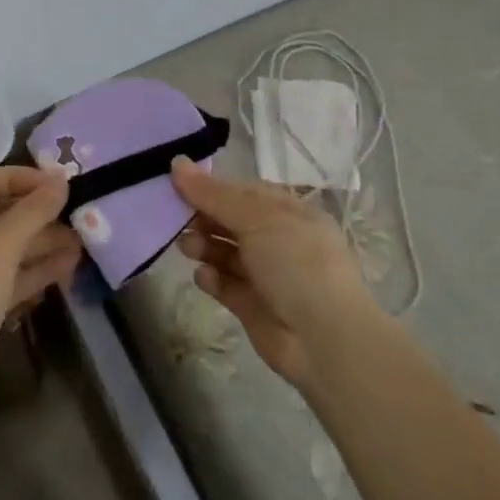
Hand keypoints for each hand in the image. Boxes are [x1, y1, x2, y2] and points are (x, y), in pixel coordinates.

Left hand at [0, 167, 81, 430]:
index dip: (24, 178)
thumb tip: (61, 180)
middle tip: (80, 214)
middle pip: (1, 213)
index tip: (61, 185)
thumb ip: (32, 211)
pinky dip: (37, 270)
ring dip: (44, 242)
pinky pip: (10, 276)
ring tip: (84, 242)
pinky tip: (69, 267)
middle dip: (40, 214)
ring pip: (10, 247)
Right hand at [170, 156, 382, 388]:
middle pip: (232, 222)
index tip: (177, 184)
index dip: (212, 188)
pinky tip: (203, 277)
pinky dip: (212, 279)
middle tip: (175, 219)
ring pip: (226, 253)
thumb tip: (177, 162)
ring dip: (204, 246)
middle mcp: (278, 240)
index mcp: (289, 211)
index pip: (244, 192)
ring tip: (186, 247)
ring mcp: (266, 274)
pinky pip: (226, 285)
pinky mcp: (253, 306)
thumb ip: (213, 194)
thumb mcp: (257, 218)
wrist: (324, 337)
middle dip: (203, 218)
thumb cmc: (296, 262)